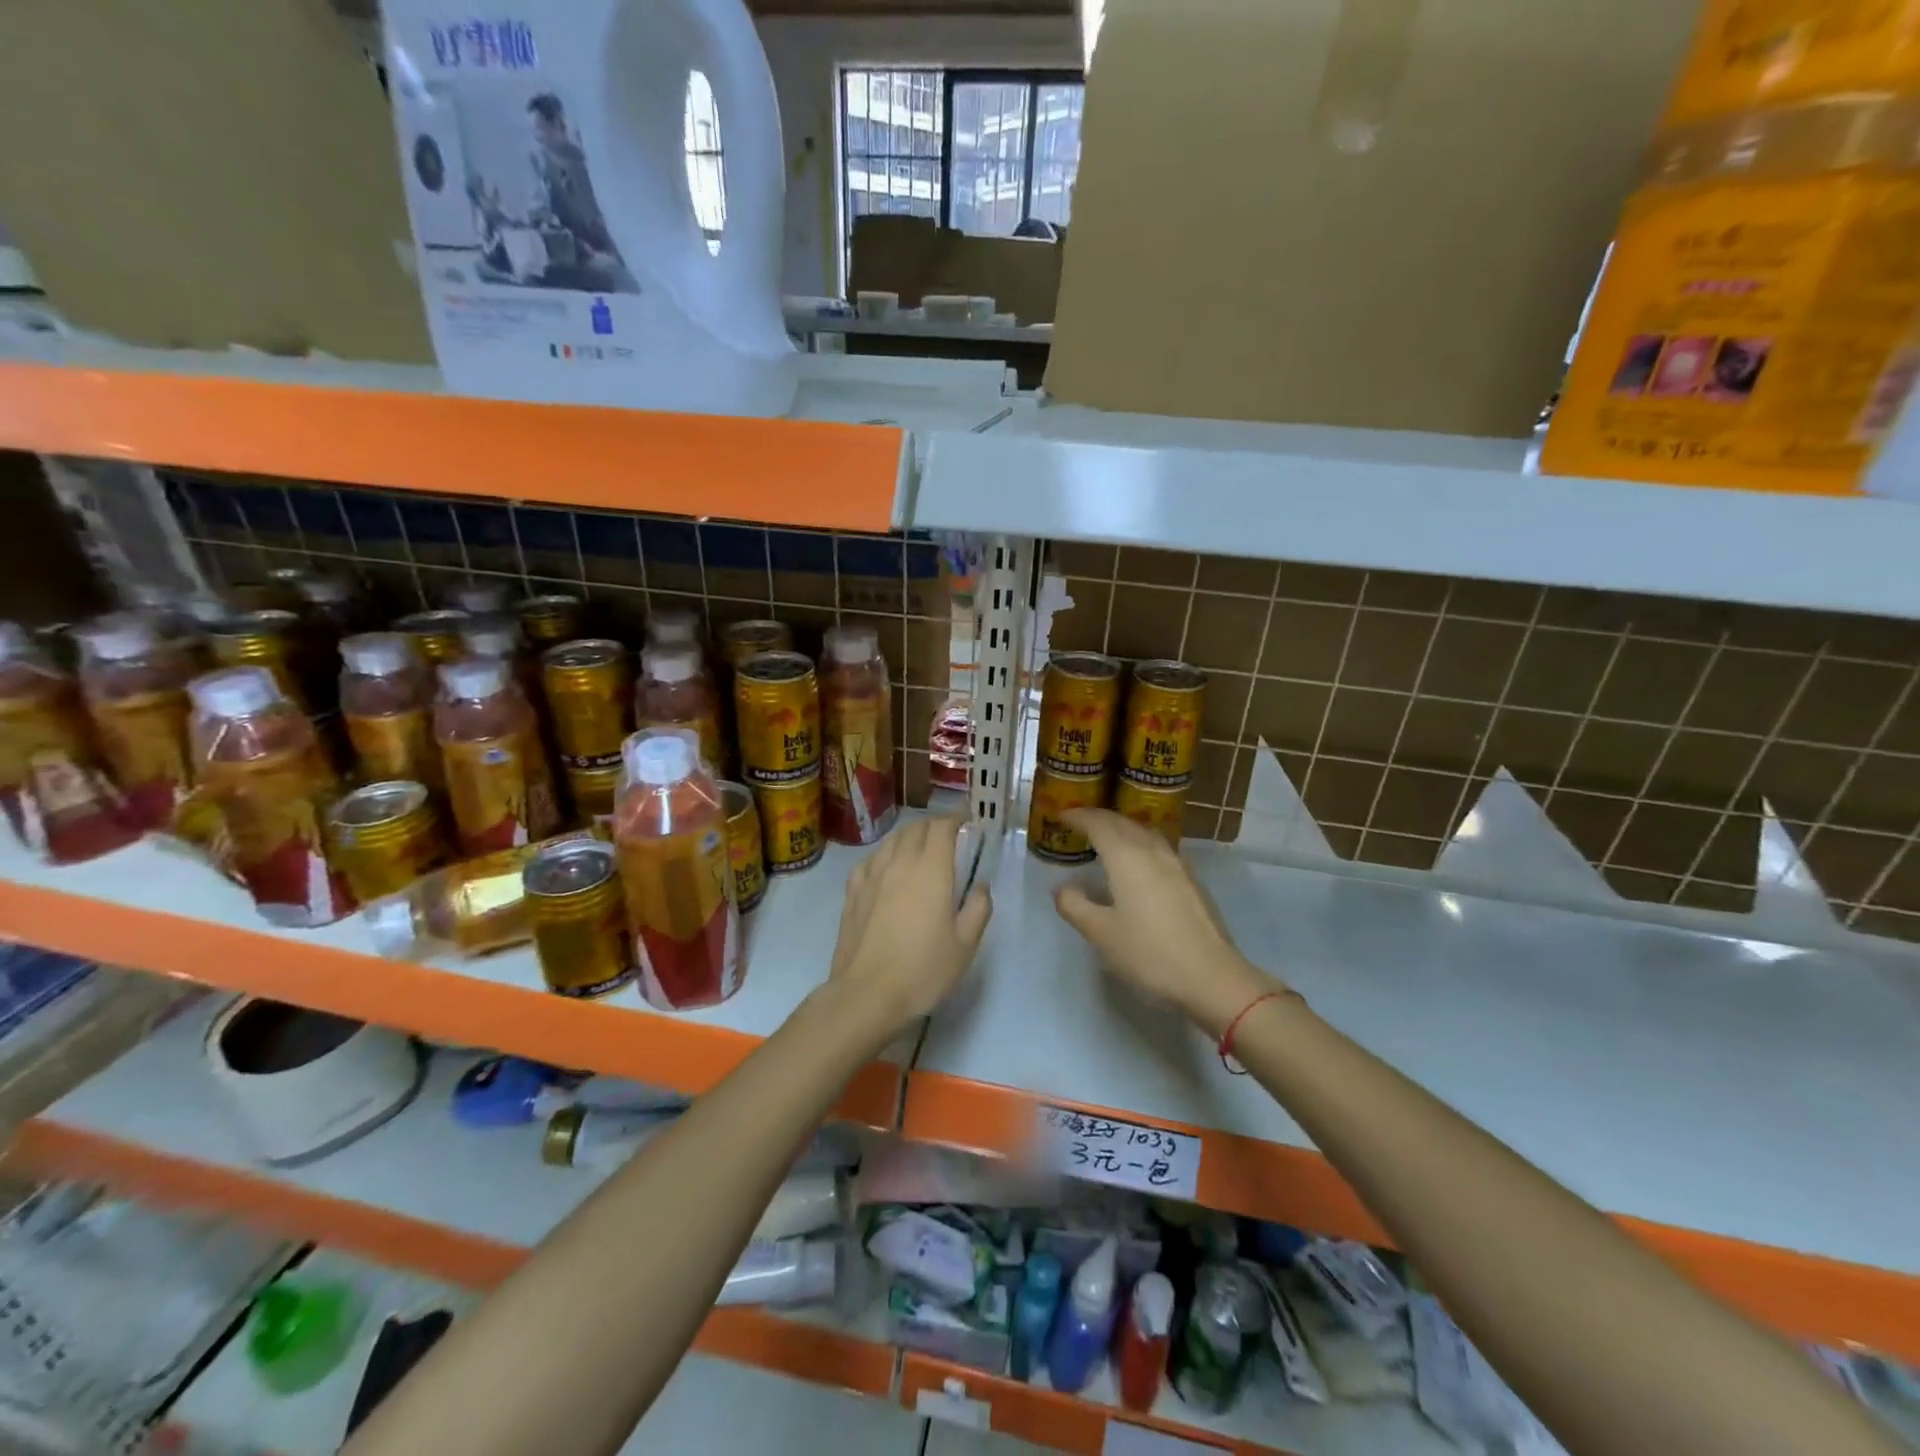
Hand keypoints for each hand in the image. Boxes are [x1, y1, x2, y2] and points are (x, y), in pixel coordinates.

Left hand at [824, 816, 991, 1044]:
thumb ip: (978, 908)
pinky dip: (885, 856)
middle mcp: (899, 862)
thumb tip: (980, 886)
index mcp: (931, 869)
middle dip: (934, 827)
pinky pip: (870, 860)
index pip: (942, 826)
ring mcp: (871, 875)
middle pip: (916, 828)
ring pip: (891, 841)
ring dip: (909, 838)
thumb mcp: (965, 945)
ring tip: (919, 852)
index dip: (956, 819)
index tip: (967, 823)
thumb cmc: (923, 970)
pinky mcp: (852, 892)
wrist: (867, 994)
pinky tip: (887, 872)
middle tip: (948, 840)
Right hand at [1053, 809, 1282, 1037]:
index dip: (1078, 816)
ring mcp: (1177, 864)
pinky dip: (1139, 844)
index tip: (1061, 815)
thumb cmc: (1149, 953)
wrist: (1212, 977)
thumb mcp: (1101, 934)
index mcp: (1126, 857)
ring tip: (1107, 839)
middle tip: (1079, 823)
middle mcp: (1152, 851)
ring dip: (1122, 829)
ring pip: (1144, 833)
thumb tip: (1062, 888)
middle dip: (1099, 819)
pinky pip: (1158, 848)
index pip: (1098, 823)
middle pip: (1123, 823)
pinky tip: (1138, 864)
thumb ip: (1075, 906)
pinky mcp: (1192, 881)